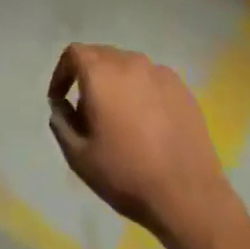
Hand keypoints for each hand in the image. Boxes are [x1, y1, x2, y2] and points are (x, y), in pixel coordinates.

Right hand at [47, 44, 238, 248]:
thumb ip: (61, 123)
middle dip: (88, 76)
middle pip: (101, 55)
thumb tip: (61, 107)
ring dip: (116, 83)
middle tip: (88, 110)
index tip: (61, 99)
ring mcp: (160, 73)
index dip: (62, 73)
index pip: (74, 53)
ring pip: (128, 66)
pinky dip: (141, 91)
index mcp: (101, 73)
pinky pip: (152, 79)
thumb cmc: (126, 174)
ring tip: (119, 117)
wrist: (188, 195)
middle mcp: (130, 62)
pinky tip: (147, 123)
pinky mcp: (182, 88)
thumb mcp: (79, 156)